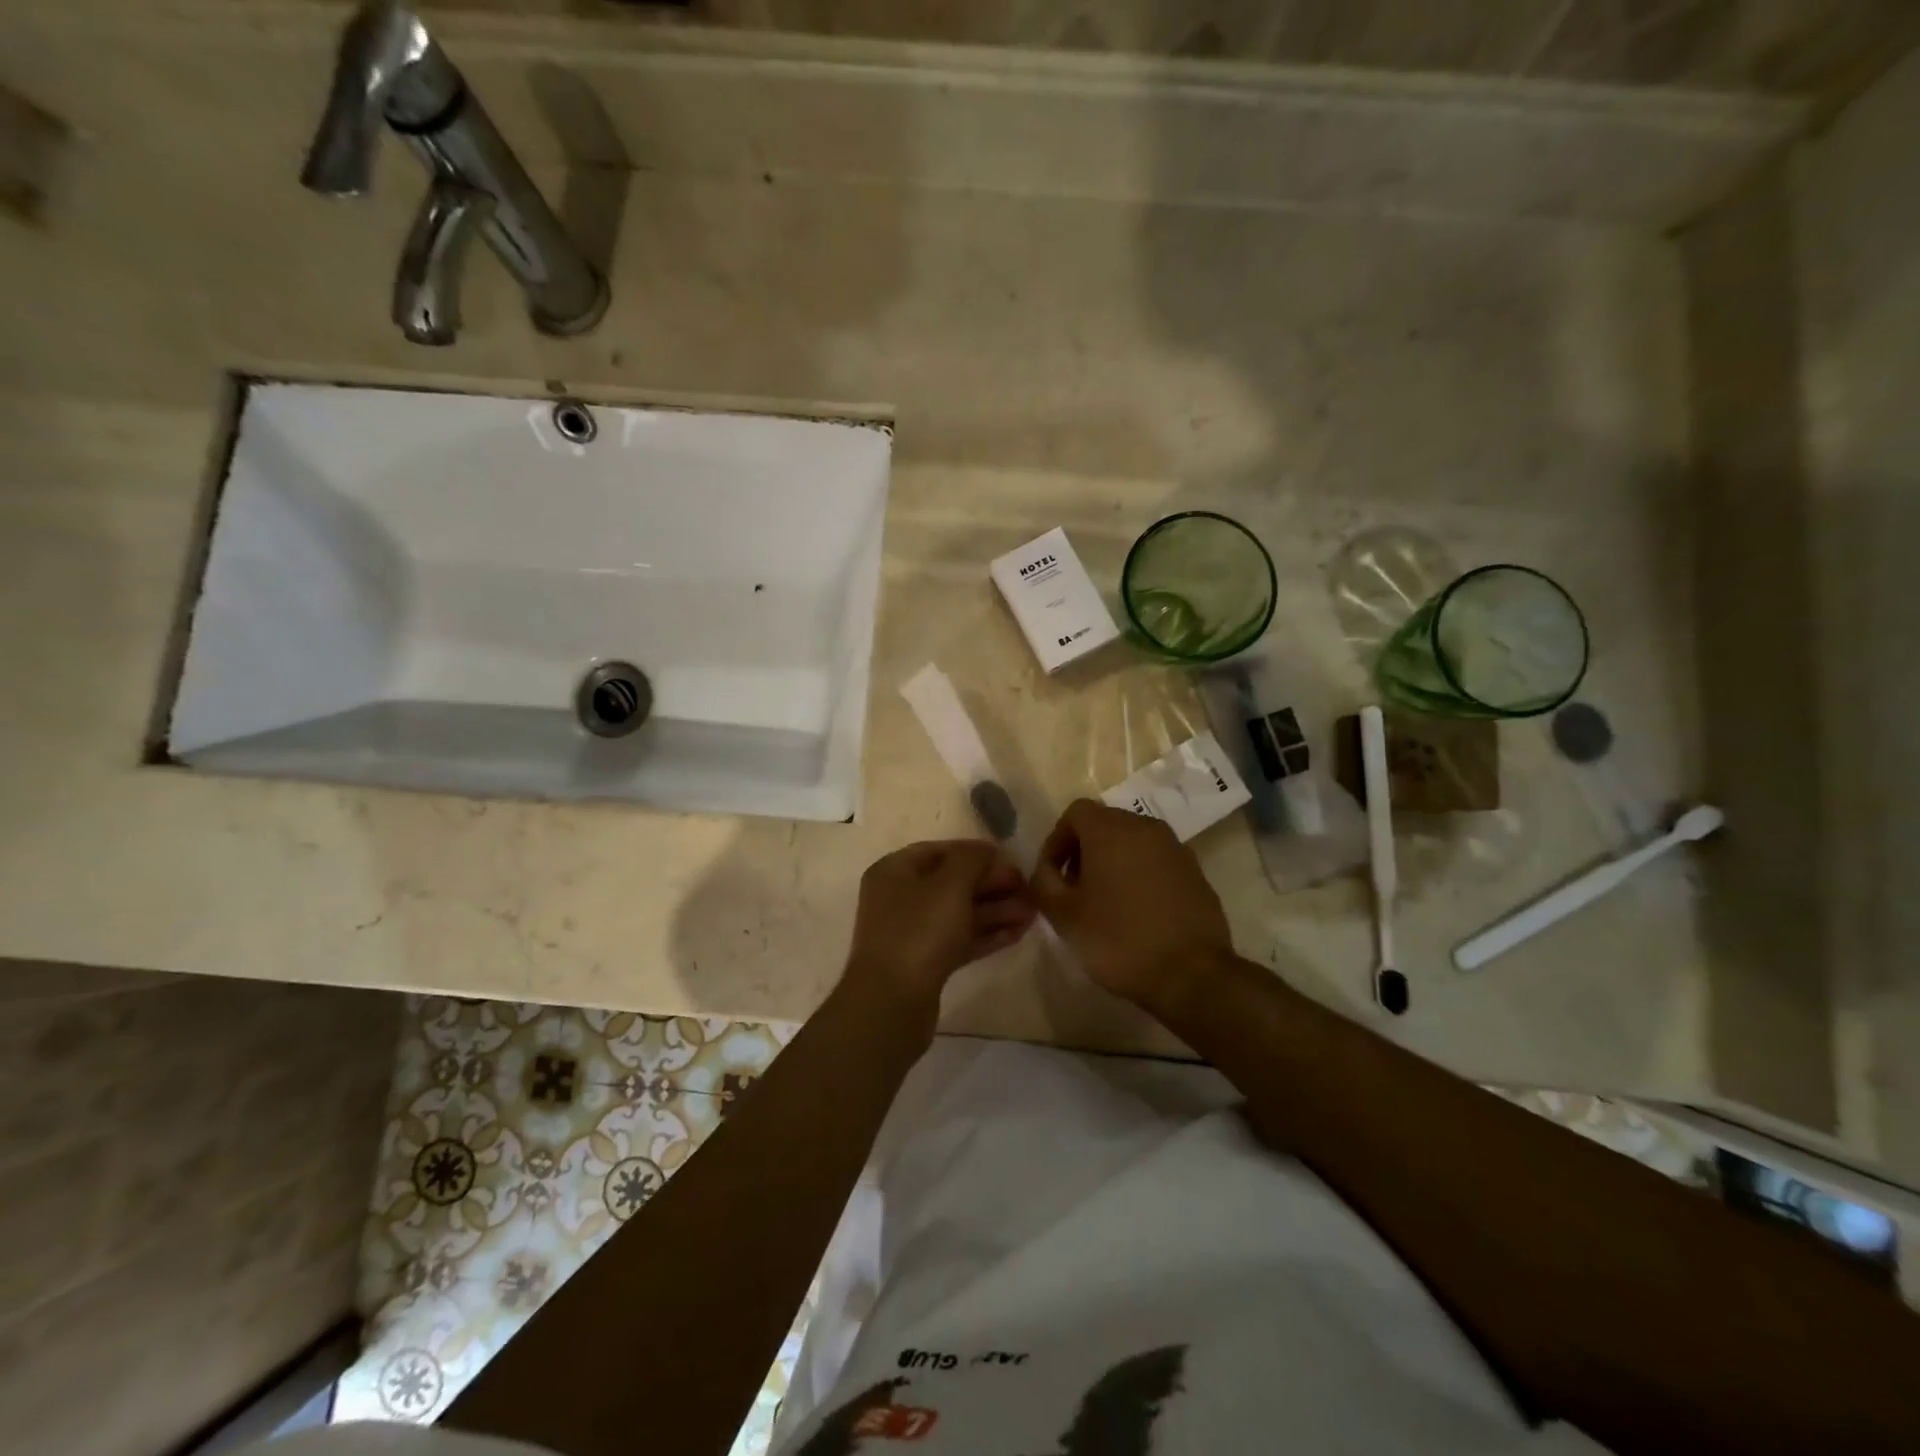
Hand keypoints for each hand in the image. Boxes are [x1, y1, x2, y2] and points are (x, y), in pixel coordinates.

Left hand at [841, 840, 1034, 1025]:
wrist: (892, 1003)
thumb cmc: (919, 931)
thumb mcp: (950, 885)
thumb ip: (972, 860)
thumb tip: (987, 851)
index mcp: (894, 871)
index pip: (940, 851)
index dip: (976, 853)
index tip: (1011, 859)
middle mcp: (899, 898)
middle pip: (952, 883)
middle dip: (991, 884)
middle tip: (1028, 887)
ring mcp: (911, 932)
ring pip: (959, 913)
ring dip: (995, 910)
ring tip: (1033, 912)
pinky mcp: (925, 962)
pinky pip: (960, 939)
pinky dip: (987, 934)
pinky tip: (1018, 933)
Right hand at [1030, 799, 1232, 1014]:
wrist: (1191, 974)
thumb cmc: (1119, 940)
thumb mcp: (1064, 915)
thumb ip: (1044, 883)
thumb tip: (1045, 871)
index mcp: (1111, 831)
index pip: (1076, 812)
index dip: (1057, 840)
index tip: (1052, 875)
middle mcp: (1145, 828)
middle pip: (1105, 823)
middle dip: (1084, 850)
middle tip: (1074, 889)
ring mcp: (1175, 848)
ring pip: (1133, 841)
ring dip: (1113, 862)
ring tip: (1105, 902)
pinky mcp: (1195, 872)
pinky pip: (1157, 861)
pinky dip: (1140, 875)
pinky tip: (1137, 912)